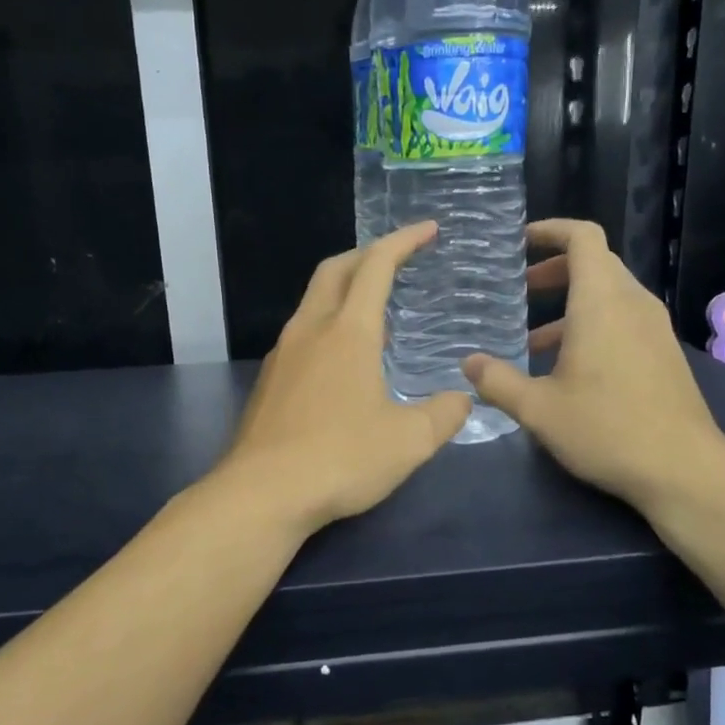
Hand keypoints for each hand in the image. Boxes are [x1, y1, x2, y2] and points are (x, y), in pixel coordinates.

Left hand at [217, 222, 471, 534]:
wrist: (262, 494)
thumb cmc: (341, 459)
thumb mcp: (410, 441)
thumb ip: (444, 414)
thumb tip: (462, 399)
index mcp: (349, 332)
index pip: (377, 266)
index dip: (404, 241)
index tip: (428, 229)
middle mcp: (310, 331)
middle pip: (335, 270)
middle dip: (367, 255)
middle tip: (397, 261)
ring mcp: (282, 355)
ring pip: (313, 303)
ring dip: (345, 293)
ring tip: (377, 316)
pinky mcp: (268, 383)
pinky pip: (301, 336)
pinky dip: (327, 328)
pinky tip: (343, 364)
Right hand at [462, 219, 724, 514]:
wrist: (682, 469)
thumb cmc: (606, 429)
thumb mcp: (538, 409)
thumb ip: (497, 381)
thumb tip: (468, 364)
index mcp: (601, 302)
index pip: (583, 238)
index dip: (551, 230)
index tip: (520, 243)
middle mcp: (633, 303)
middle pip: (596, 263)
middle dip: (555, 270)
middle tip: (519, 291)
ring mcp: (654, 328)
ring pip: (609, 295)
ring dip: (571, 305)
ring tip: (532, 341)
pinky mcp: (664, 353)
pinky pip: (624, 320)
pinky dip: (592, 326)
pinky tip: (569, 370)